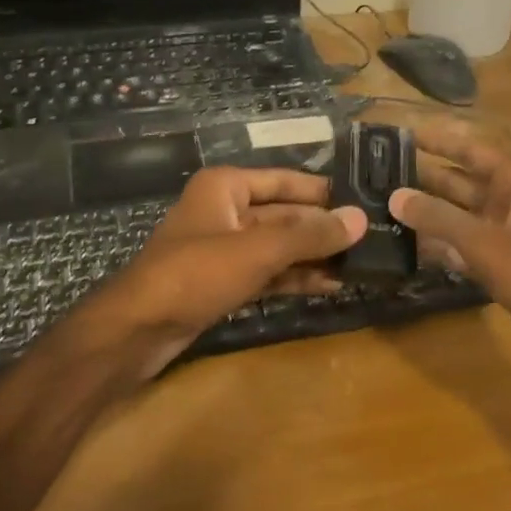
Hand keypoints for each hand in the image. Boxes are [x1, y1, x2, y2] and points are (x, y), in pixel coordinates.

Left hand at [82, 167, 366, 379]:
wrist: (138, 330)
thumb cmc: (196, 274)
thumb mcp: (258, 250)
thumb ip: (309, 235)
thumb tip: (360, 219)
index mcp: (225, 187)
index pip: (285, 180)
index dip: (323, 192)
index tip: (365, 200)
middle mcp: (225, 211)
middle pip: (284, 214)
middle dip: (322, 229)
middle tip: (372, 238)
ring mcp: (224, 249)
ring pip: (278, 246)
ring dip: (314, 256)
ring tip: (361, 264)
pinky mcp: (224, 281)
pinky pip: (268, 273)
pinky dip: (295, 278)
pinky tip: (330, 286)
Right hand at [391, 120, 510, 400]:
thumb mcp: (488, 245)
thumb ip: (439, 219)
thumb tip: (395, 195)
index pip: (471, 150)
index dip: (438, 141)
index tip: (401, 133)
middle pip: (462, 182)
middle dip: (425, 177)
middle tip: (377, 172)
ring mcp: (509, 237)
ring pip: (461, 217)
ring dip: (428, 213)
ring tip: (381, 205)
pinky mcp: (504, 268)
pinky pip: (465, 247)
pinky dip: (440, 246)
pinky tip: (406, 245)